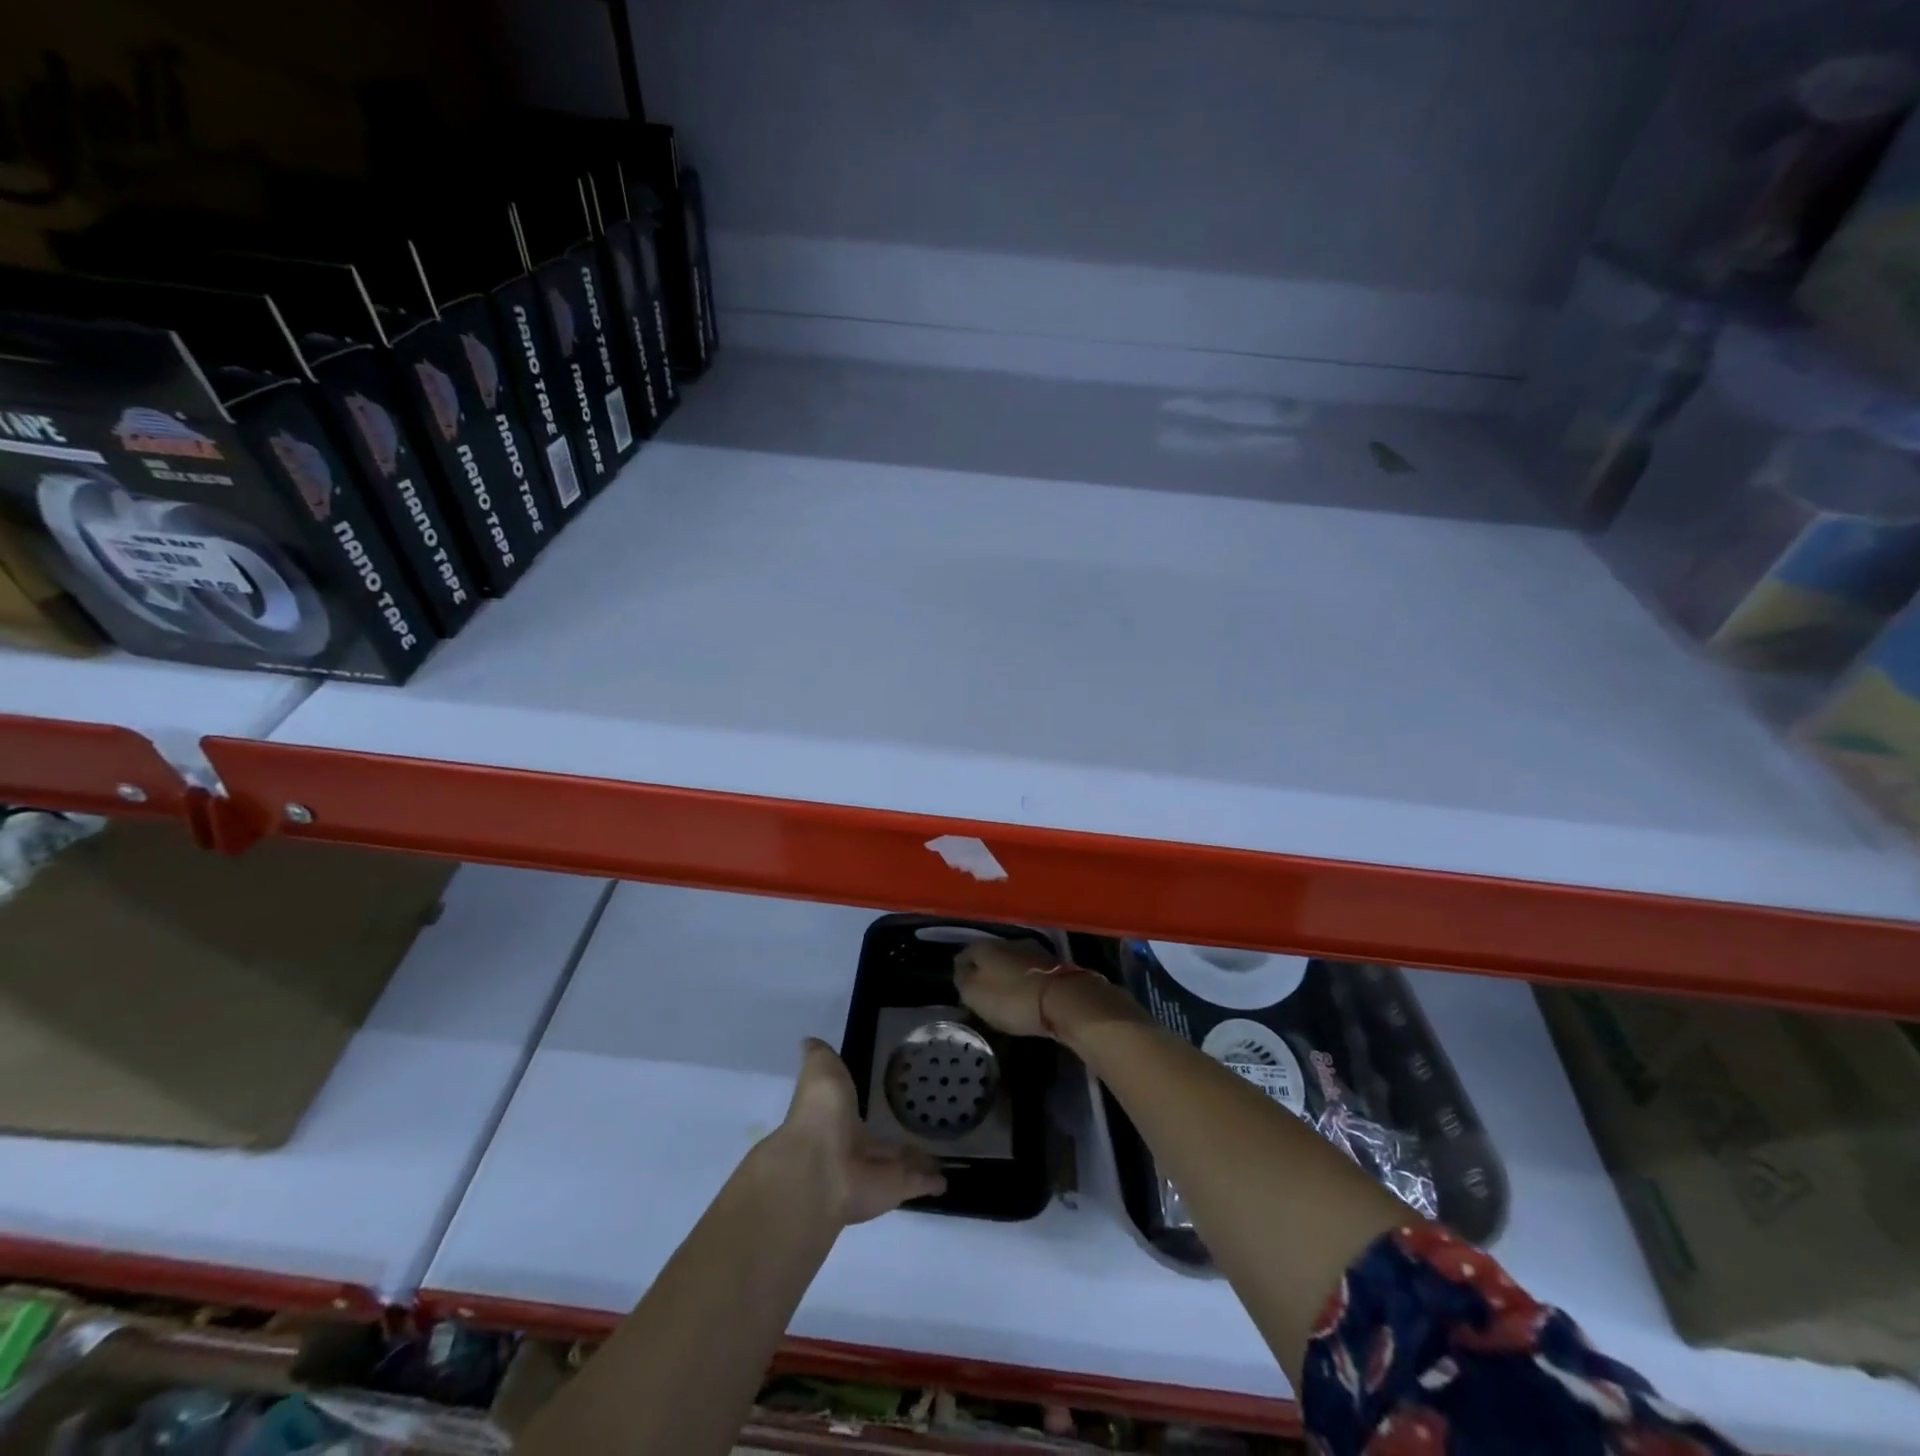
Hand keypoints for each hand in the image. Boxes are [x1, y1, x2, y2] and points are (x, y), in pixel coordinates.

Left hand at [775, 1039, 945, 1224]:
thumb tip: (809, 1041)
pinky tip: (946, 1179)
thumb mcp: (820, 1070)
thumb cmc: (821, 1113)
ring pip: (899, 1164)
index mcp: (836, 1120)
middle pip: (880, 1143)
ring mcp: (876, 1172)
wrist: (820, 1168)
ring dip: (916, 1161)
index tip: (887, 1097)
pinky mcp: (896, 1189)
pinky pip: (917, 1183)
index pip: (854, 1112)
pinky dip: (932, 1182)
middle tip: (919, 1129)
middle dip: (894, 1140)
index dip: (865, 1107)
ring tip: (940, 1153)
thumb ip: (821, 1057)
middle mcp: (854, 1148)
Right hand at [955, 941, 1146, 1046]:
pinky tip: (1024, 995)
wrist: (1064, 1000)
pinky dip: (1024, 981)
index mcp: (986, 946)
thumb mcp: (975, 994)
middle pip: (990, 955)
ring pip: (1011, 961)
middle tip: (981, 992)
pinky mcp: (1054, 965)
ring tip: (1003, 995)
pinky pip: (1030, 972)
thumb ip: (962, 980)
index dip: (960, 970)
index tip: (960, 987)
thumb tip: (960, 970)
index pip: (964, 953)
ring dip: (1006, 975)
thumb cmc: (1012, 998)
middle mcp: (1008, 941)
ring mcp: (1034, 951)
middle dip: (985, 971)